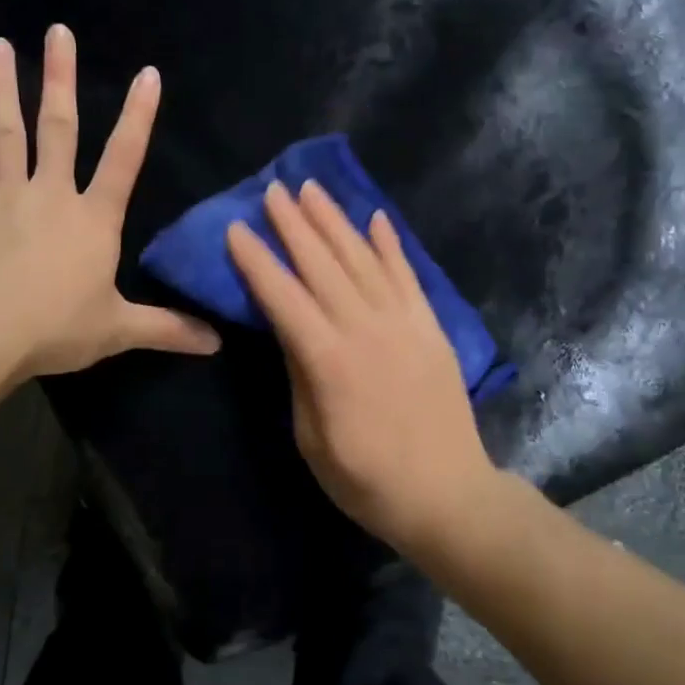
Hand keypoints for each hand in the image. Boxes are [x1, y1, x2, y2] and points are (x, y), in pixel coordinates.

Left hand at [0, 25, 219, 377]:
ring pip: (4, 135)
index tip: (148, 73)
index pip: (123, 158)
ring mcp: (2, 199)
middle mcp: (50, 195)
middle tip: (57, 31)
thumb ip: (168, 328)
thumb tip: (218, 342)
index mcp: (92, 218)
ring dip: (2, 90)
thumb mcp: (119, 330)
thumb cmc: (56, 328)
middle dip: (61, 78)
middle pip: (57, 128)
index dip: (139, 116)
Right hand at [226, 180, 497, 557]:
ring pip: (363, 259)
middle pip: (322, 265)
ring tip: (313, 189)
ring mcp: (403, 323)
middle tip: (274, 188)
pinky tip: (376, 218)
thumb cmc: (367, 479)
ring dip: (335, 221)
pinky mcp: (431, 327)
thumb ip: (299, 375)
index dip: (257, 260)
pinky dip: (390, 244)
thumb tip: (289, 329)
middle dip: (294, 224)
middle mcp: (365, 328)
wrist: (448, 496)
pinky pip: (408, 275)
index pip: (282, 297)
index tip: (237, 227)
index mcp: (328, 360)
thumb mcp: (311, 438)